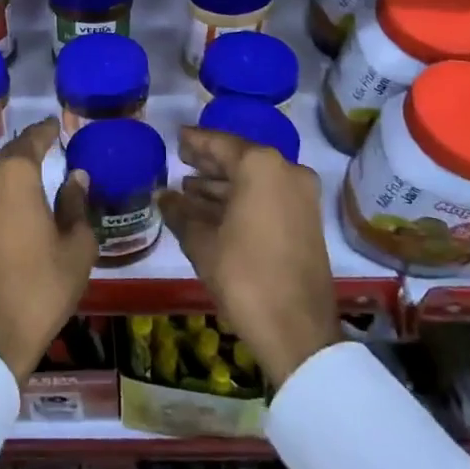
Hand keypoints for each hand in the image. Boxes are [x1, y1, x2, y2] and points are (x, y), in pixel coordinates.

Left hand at [0, 117, 97, 380]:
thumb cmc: (42, 285)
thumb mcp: (76, 246)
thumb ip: (76, 205)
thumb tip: (75, 177)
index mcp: (15, 177)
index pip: (31, 140)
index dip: (45, 130)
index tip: (57, 124)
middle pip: (10, 154)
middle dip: (29, 148)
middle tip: (50, 145)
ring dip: (14, 169)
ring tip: (37, 170)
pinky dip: (4, 189)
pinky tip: (19, 199)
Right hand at [159, 127, 340, 387]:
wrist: (298, 331)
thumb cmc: (244, 276)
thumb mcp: (202, 242)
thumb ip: (180, 211)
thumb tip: (163, 195)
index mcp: (260, 166)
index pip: (219, 143)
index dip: (194, 141)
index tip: (176, 137)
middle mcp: (286, 171)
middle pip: (239, 159)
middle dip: (209, 163)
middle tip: (180, 160)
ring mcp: (301, 196)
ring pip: (254, 180)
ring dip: (223, 184)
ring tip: (188, 188)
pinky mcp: (307, 220)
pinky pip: (268, 196)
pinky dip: (242, 199)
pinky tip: (212, 209)